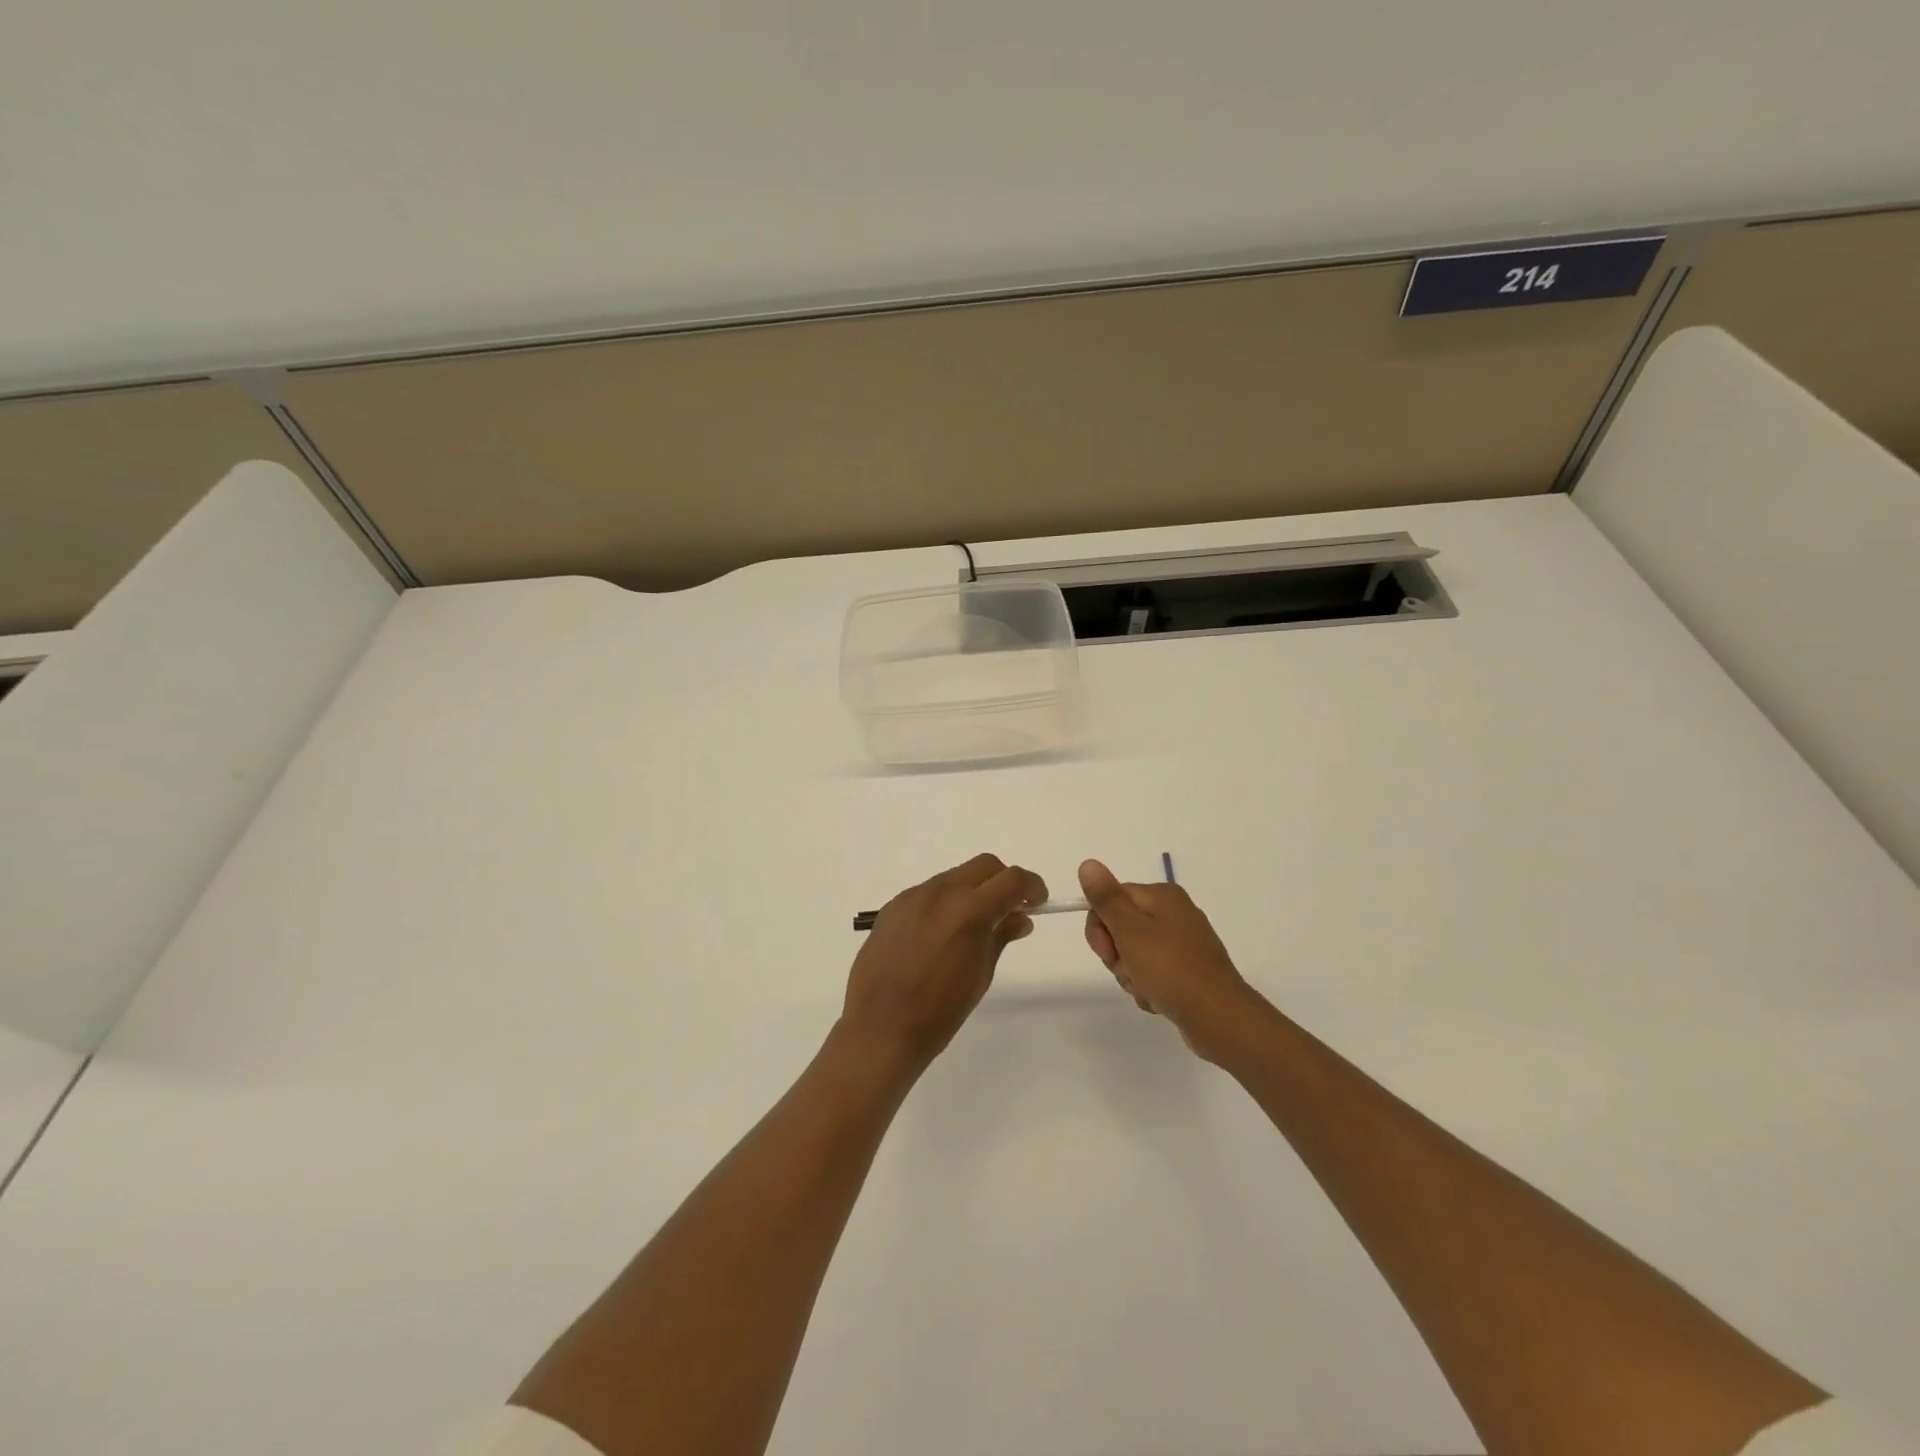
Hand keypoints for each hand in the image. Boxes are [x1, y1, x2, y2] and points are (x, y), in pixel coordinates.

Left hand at [841, 854, 1046, 1073]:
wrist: (880, 1028)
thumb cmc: (940, 1011)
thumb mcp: (981, 974)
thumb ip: (1001, 936)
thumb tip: (1019, 918)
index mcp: (969, 910)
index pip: (1012, 880)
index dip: (1032, 887)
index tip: (1038, 902)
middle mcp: (941, 892)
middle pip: (984, 866)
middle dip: (1003, 882)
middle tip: (1010, 909)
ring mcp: (913, 896)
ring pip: (954, 876)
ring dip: (973, 891)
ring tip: (974, 924)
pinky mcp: (893, 907)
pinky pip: (928, 893)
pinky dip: (945, 902)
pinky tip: (941, 934)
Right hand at [1079, 859, 1263, 1061]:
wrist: (1218, 1017)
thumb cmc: (1170, 969)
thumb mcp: (1130, 930)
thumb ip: (1106, 898)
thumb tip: (1088, 864)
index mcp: (1162, 895)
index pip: (1110, 899)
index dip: (1100, 927)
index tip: (1108, 951)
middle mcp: (1174, 913)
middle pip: (1121, 927)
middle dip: (1117, 955)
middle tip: (1130, 971)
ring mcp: (1182, 942)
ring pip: (1134, 954)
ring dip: (1131, 975)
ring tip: (1148, 989)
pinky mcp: (1187, 969)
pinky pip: (1153, 973)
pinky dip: (1149, 987)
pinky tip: (1159, 1000)